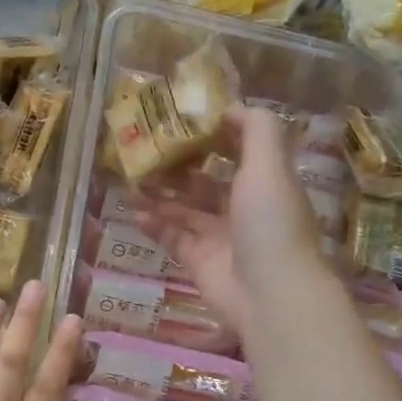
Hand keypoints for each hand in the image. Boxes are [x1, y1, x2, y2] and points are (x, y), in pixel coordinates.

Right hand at [140, 106, 327, 341]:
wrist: (269, 293)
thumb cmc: (270, 222)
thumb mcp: (270, 165)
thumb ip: (256, 129)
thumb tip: (230, 107)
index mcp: (264, 183)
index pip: (239, 151)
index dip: (214, 135)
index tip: (183, 121)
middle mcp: (242, 208)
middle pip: (205, 181)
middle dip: (178, 166)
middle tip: (146, 151)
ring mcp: (219, 237)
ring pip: (184, 209)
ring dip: (159, 194)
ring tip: (131, 180)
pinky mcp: (198, 261)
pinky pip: (171, 237)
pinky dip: (154, 225)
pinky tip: (135, 213)